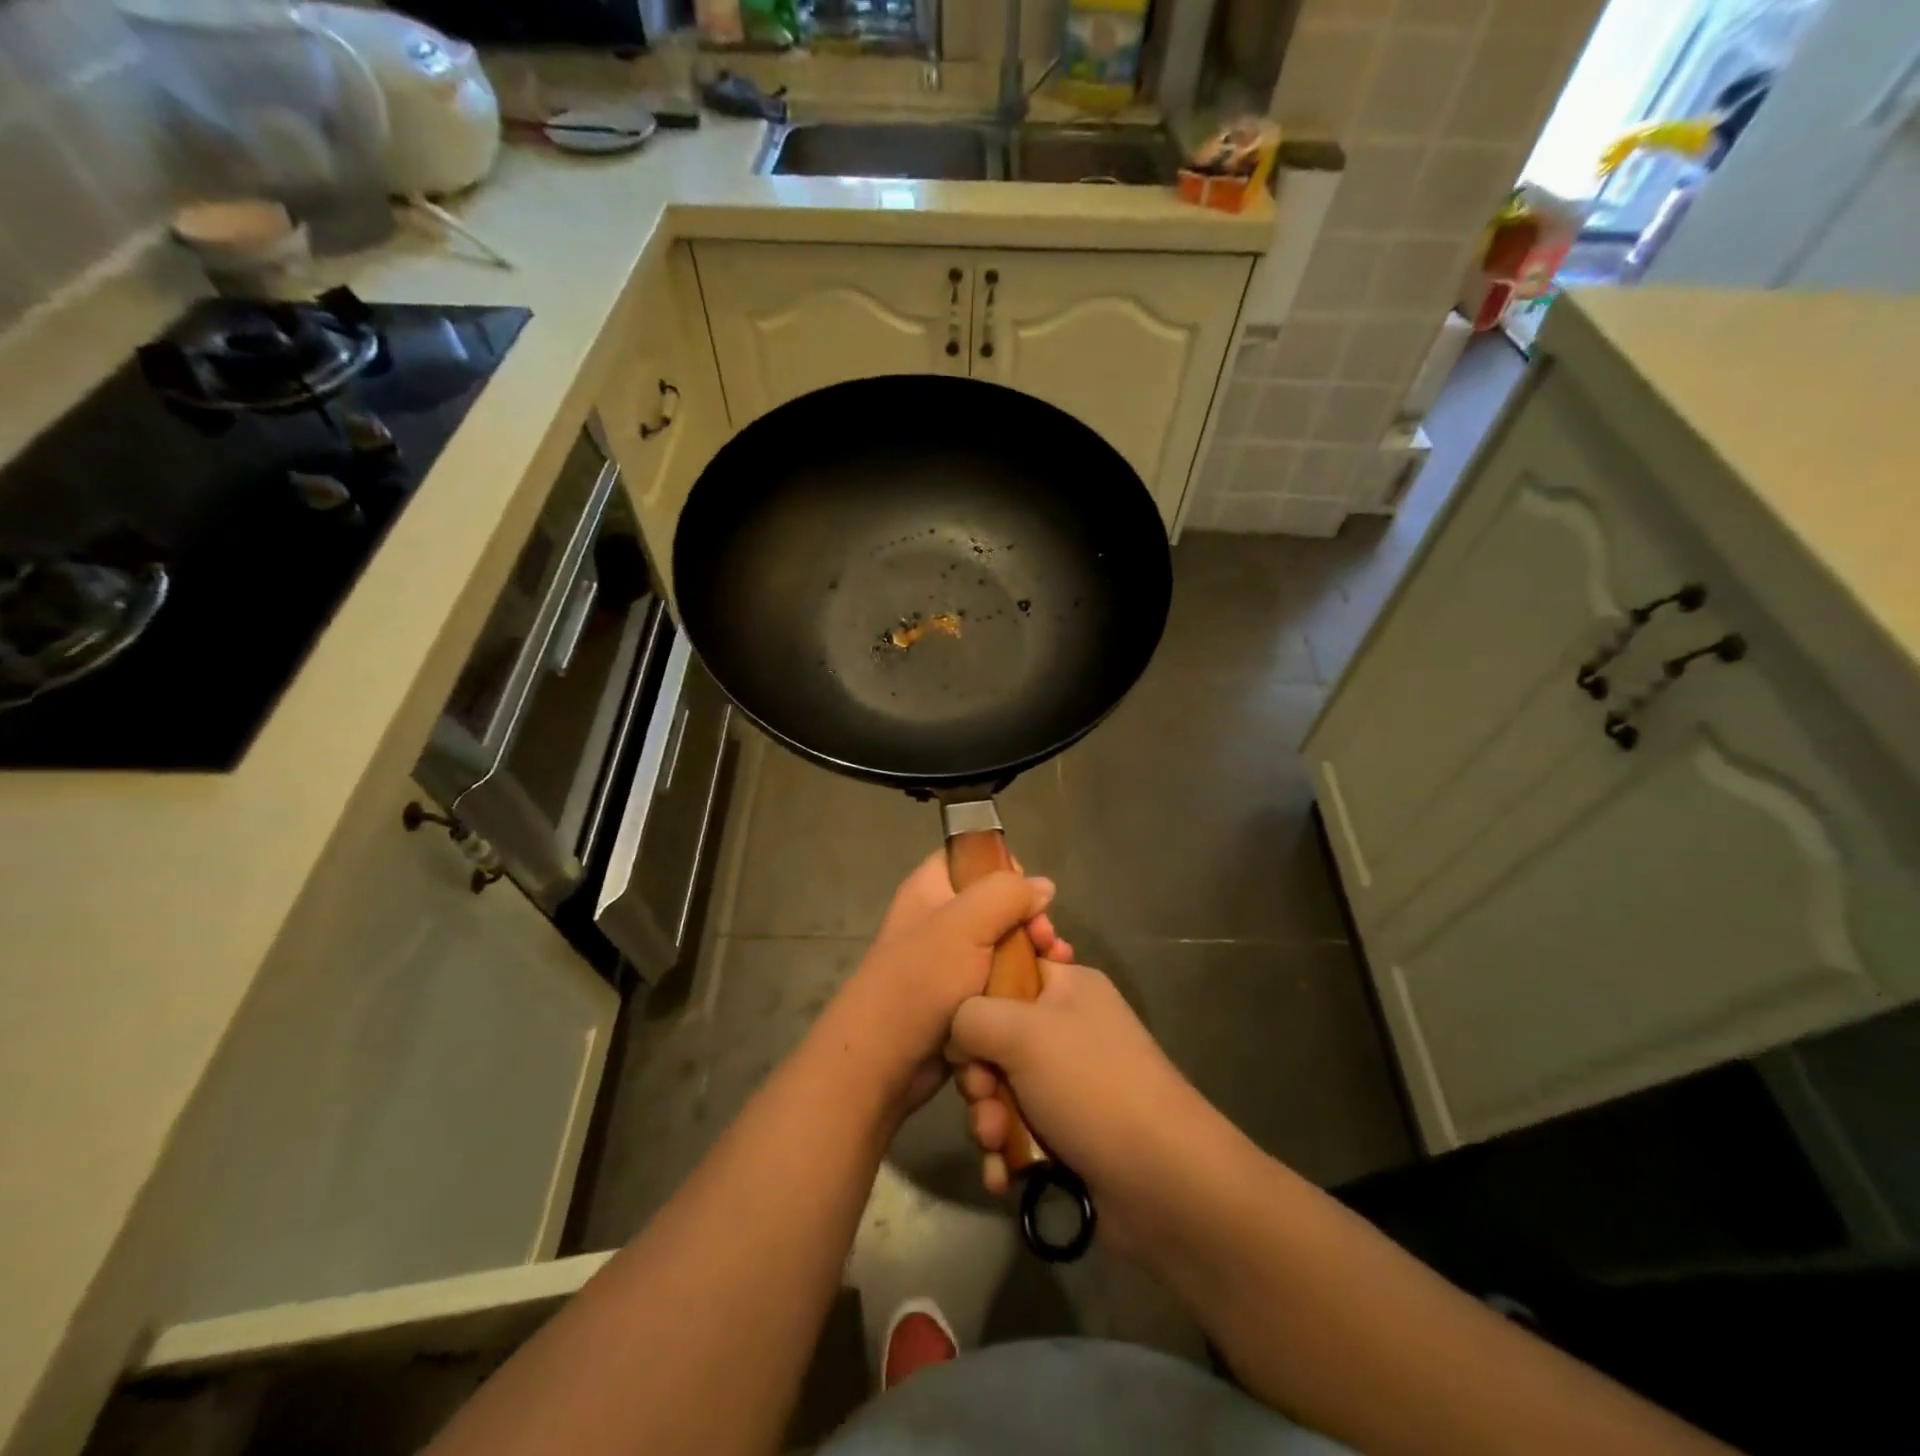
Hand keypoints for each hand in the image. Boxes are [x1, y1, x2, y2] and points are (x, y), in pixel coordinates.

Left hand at [819, 852, 1068, 1113]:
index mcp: (931, 888)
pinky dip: (1023, 982)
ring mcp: (951, 960)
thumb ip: (1007, 894)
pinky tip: (1045, 991)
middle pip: (997, 903)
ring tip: (1057, 966)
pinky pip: (1000, 979)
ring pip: (1004, 944)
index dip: (1006, 870)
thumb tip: (1043, 886)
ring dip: (1033, 953)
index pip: (973, 857)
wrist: (885, 1061)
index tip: (1029, 897)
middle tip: (1047, 941)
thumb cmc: (920, 981)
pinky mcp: (963, 997)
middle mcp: (940, 918)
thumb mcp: (965, 924)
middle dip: (1029, 919)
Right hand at [948, 958, 1219, 1253]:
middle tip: (983, 1097)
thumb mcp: (1022, 1031)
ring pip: (1001, 1090)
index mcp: (1067, 986)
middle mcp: (1068, 1028)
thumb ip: (970, 1016)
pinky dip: (1006, 1153)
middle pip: (995, 1037)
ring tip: (996, 1144)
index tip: (961, 1029)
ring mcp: (1069, 1083)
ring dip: (988, 1120)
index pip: (1006, 970)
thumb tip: (958, 1037)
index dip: (976, 998)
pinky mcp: (1068, 1133)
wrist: (1162, 1182)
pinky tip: (1004, 1176)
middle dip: (979, 1075)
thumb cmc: (1091, 1085)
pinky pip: (1018, 1132)